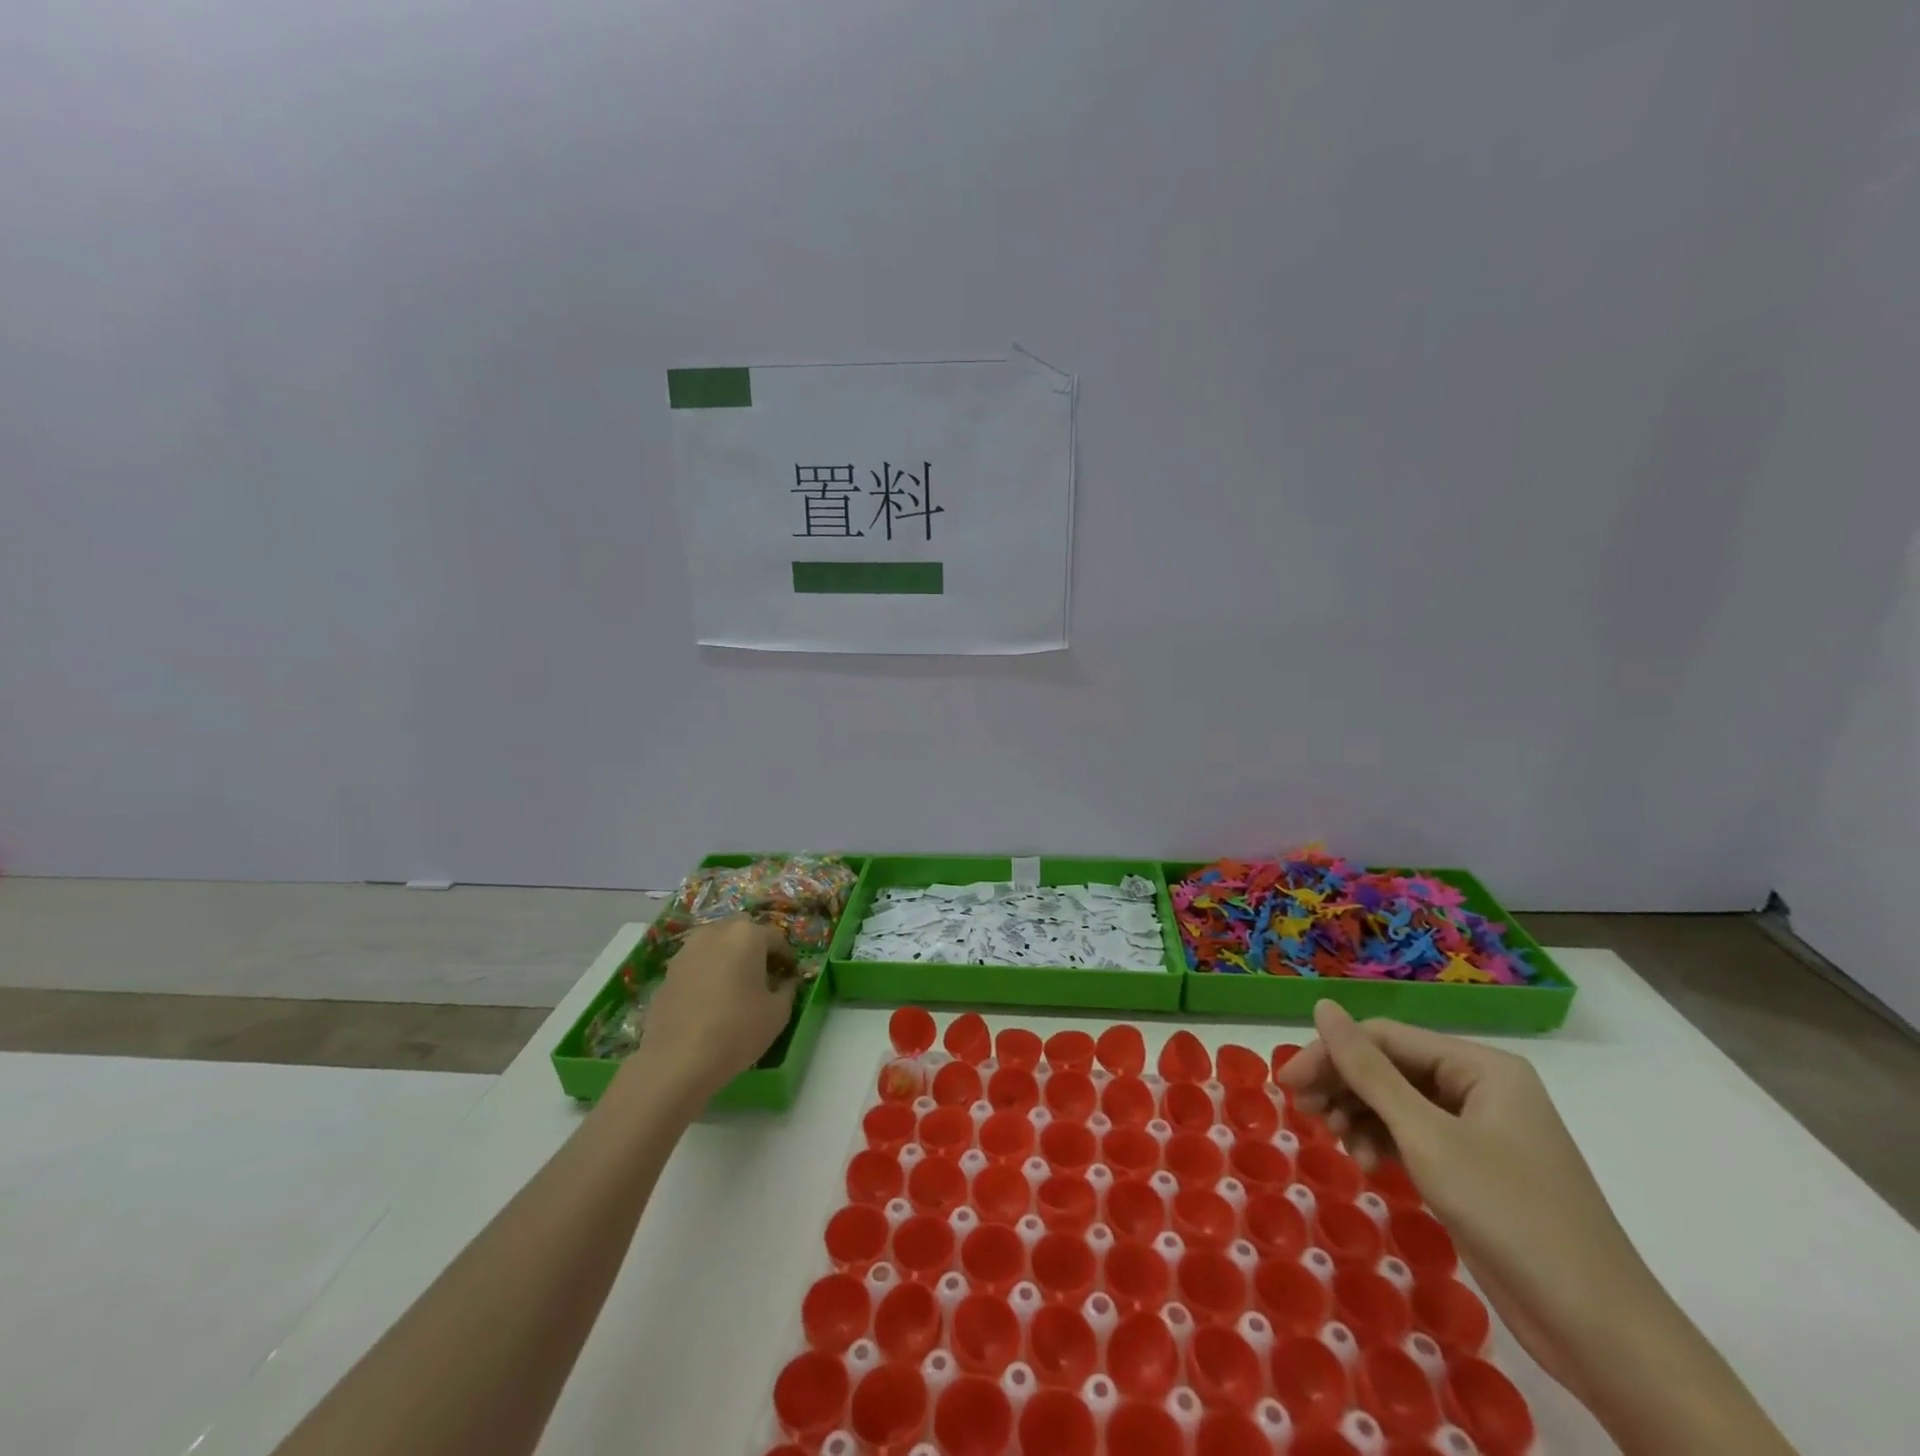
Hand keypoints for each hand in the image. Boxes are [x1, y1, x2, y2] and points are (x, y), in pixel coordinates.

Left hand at [627, 918, 797, 1102]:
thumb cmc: (737, 1030)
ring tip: (734, 985)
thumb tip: (784, 982)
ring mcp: (687, 950)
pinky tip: (709, 999)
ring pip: (715, 943)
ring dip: (728, 956)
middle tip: (762, 974)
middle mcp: (715, 933)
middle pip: (742, 931)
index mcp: (747, 935)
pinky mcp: (667, 972)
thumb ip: (787, 989)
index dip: (787, 958)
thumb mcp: (778, 1013)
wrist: (677, 1061)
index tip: (790, 977)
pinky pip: (696, 963)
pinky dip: (707, 972)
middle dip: (755, 947)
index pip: (776, 938)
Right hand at [1278, 1001, 1659, 1406]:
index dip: (1332, 1054)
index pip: (1385, 1038)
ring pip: (1398, 1103)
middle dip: (1344, 1088)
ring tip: (1339, 1145)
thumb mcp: (1426, 1136)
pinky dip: (1385, 1145)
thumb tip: (1322, 1006)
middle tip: (1303, 1112)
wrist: (1601, 1332)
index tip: (1288, 1085)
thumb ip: (1368, 1070)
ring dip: (1361, 1118)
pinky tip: (1368, 1166)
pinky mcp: (1477, 1169)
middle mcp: (1481, 1087)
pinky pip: (1416, 1137)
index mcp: (1481, 1066)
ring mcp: (1481, 1130)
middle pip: (1390, 1068)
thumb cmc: (1511, 1215)